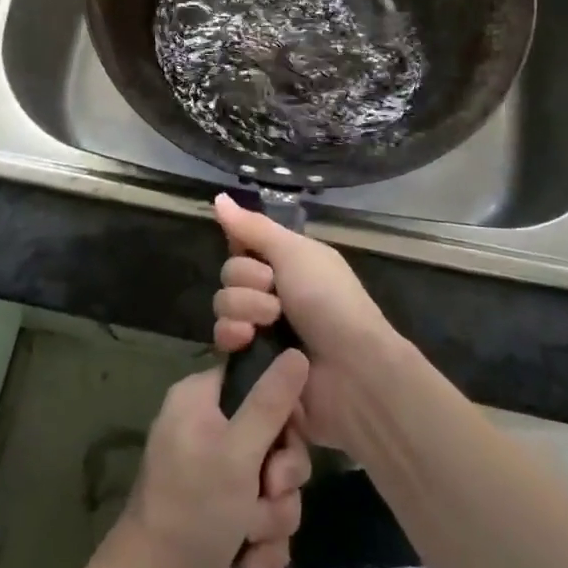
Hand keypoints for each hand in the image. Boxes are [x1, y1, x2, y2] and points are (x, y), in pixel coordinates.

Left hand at [101, 353, 312, 567]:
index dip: (282, 405)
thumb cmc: (191, 510)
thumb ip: (270, 402)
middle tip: (270, 492)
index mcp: (200, 398)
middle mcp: (208, 429)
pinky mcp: (224, 516)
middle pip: (273, 433)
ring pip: (274, 480)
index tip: (291, 431)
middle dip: (281, 475)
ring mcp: (216, 475)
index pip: (255, 377)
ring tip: (250, 536)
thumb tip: (297, 352)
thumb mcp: (237, 452)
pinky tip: (249, 563)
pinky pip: (264, 515)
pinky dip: (263, 542)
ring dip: (272, 514)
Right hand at [212, 193, 402, 456]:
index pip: (243, 244)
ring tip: (270, 322)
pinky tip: (248, 340)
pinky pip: (222, 339)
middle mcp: (272, 291)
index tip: (253, 251)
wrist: (350, 370)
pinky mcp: (250, 361)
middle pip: (229, 273)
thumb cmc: (328, 300)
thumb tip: (218, 197)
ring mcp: (261, 328)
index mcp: (287, 262)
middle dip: (247, 280)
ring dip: (244, 308)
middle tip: (275, 292)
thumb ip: (253, 227)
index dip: (242, 246)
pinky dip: (233, 336)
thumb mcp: (294, 252)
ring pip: (223, 304)